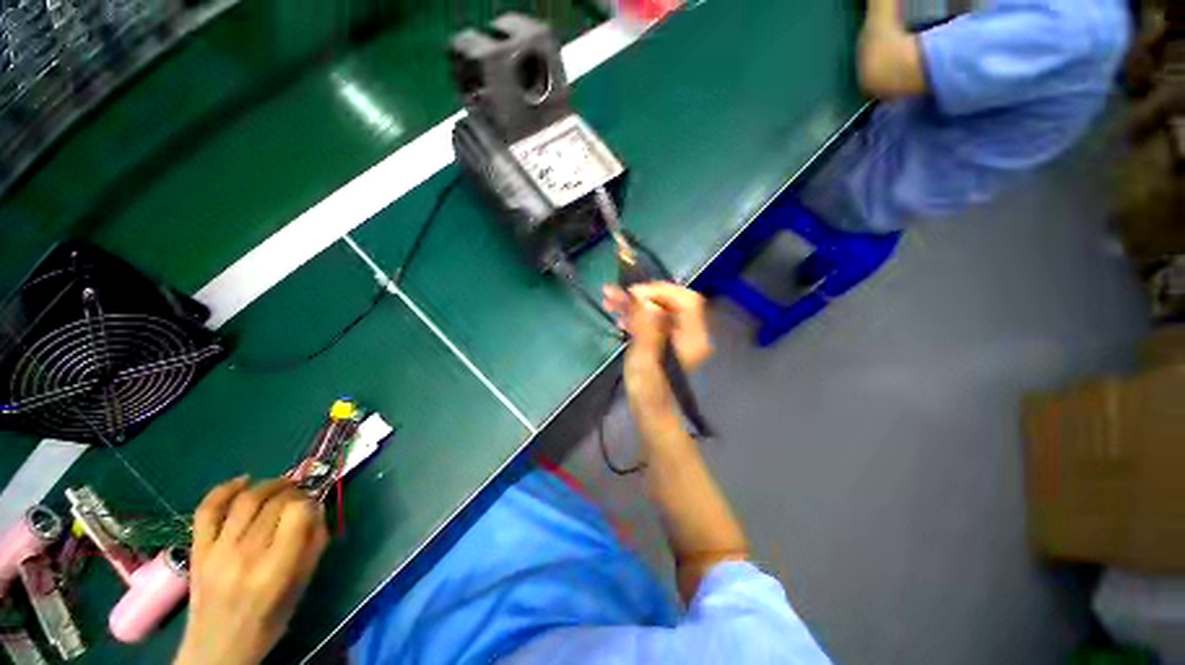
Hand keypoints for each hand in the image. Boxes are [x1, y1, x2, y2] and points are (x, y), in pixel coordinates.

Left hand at [174, 478, 327, 664]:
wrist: (217, 648)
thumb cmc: (269, 621)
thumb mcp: (302, 586)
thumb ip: (313, 544)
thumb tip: (318, 508)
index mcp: (276, 568)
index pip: (298, 513)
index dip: (310, 502)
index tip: (314, 506)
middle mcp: (246, 554)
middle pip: (274, 503)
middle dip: (294, 491)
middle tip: (302, 493)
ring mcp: (217, 550)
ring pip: (246, 500)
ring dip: (269, 484)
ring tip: (282, 484)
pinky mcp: (198, 549)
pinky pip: (208, 510)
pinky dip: (224, 489)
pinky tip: (243, 480)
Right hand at [604, 282, 712, 420]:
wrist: (650, 411)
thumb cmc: (649, 389)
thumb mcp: (645, 356)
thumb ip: (645, 324)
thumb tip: (641, 295)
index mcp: (693, 336)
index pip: (684, 300)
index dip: (659, 291)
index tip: (632, 293)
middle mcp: (689, 331)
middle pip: (669, 301)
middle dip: (641, 295)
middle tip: (612, 293)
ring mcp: (676, 335)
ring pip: (657, 309)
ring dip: (634, 303)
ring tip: (608, 300)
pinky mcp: (664, 339)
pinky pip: (652, 319)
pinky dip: (635, 314)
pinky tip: (619, 315)